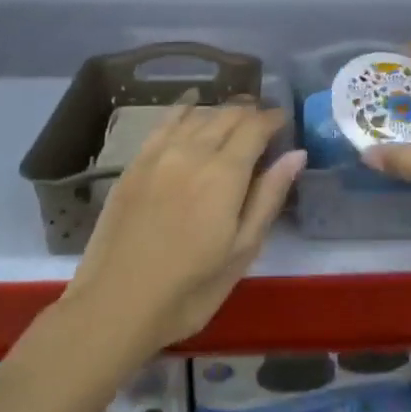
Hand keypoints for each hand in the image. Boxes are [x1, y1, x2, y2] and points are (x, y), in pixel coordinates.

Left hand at [65, 99, 306, 354]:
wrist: (114, 306)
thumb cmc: (189, 290)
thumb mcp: (241, 252)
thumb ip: (268, 197)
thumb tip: (296, 154)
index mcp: (225, 174)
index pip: (255, 127)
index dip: (273, 118)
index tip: (284, 120)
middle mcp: (193, 152)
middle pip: (227, 115)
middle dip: (250, 112)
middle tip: (263, 120)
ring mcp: (159, 154)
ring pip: (198, 115)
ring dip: (221, 110)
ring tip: (234, 116)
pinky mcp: (135, 163)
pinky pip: (164, 122)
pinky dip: (184, 108)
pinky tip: (191, 105)